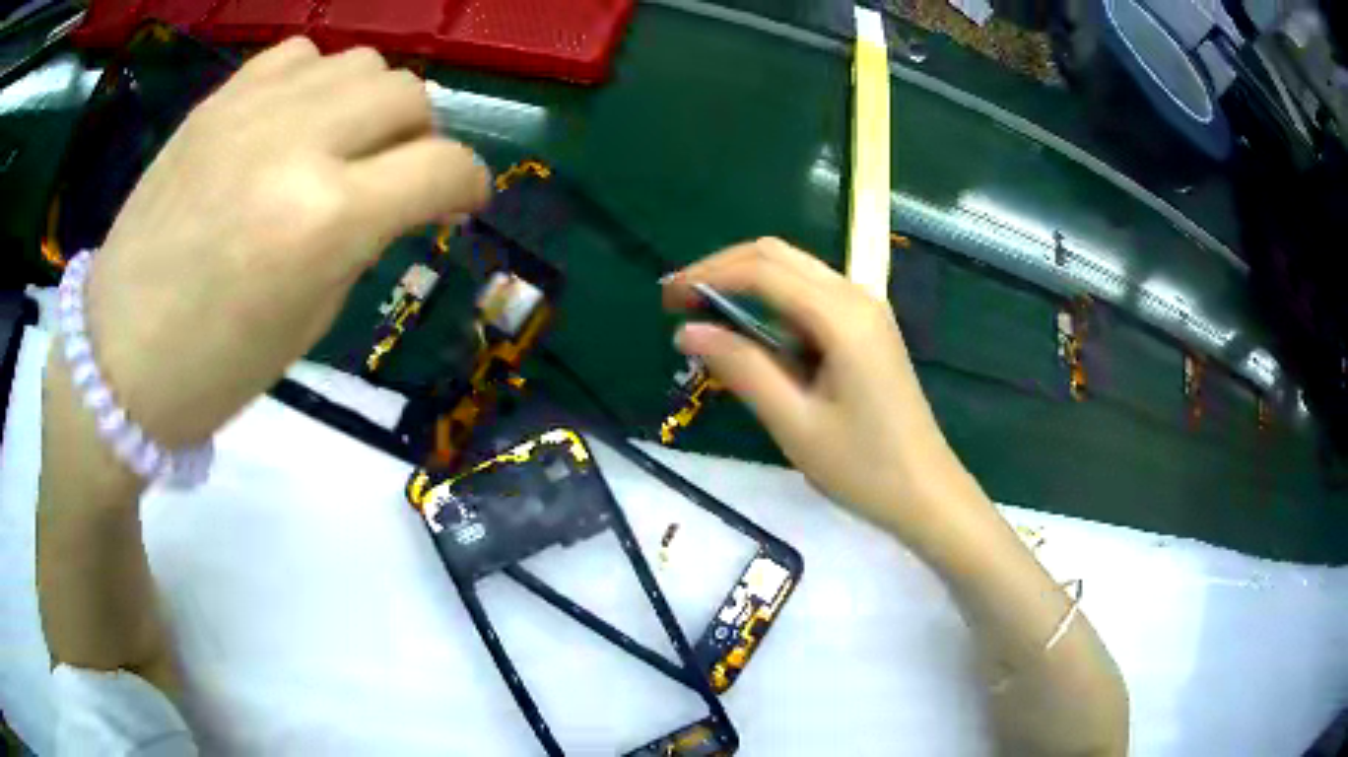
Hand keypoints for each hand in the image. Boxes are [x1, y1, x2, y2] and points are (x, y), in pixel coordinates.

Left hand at [81, 38, 489, 447]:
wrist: (117, 356)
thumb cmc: (215, 368)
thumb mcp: (310, 318)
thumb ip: (364, 238)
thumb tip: (399, 195)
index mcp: (325, 220)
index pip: (442, 166)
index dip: (468, 183)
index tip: (461, 200)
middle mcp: (296, 143)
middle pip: (407, 93)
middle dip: (420, 136)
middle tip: (394, 175)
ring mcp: (251, 110)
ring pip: (359, 63)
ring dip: (369, 104)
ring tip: (340, 144)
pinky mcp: (217, 100)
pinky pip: (298, 56)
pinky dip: (313, 83)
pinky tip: (291, 123)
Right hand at [663, 238, 971, 543]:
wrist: (926, 492)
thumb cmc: (863, 467)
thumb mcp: (794, 423)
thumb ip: (741, 369)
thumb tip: (687, 331)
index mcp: (841, 316)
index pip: (761, 270)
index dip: (707, 276)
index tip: (666, 300)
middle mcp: (856, 297)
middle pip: (777, 256)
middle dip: (723, 270)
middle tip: (678, 304)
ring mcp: (866, 310)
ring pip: (794, 274)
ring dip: (747, 287)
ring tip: (707, 323)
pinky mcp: (867, 328)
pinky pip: (811, 299)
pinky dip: (773, 308)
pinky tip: (754, 341)